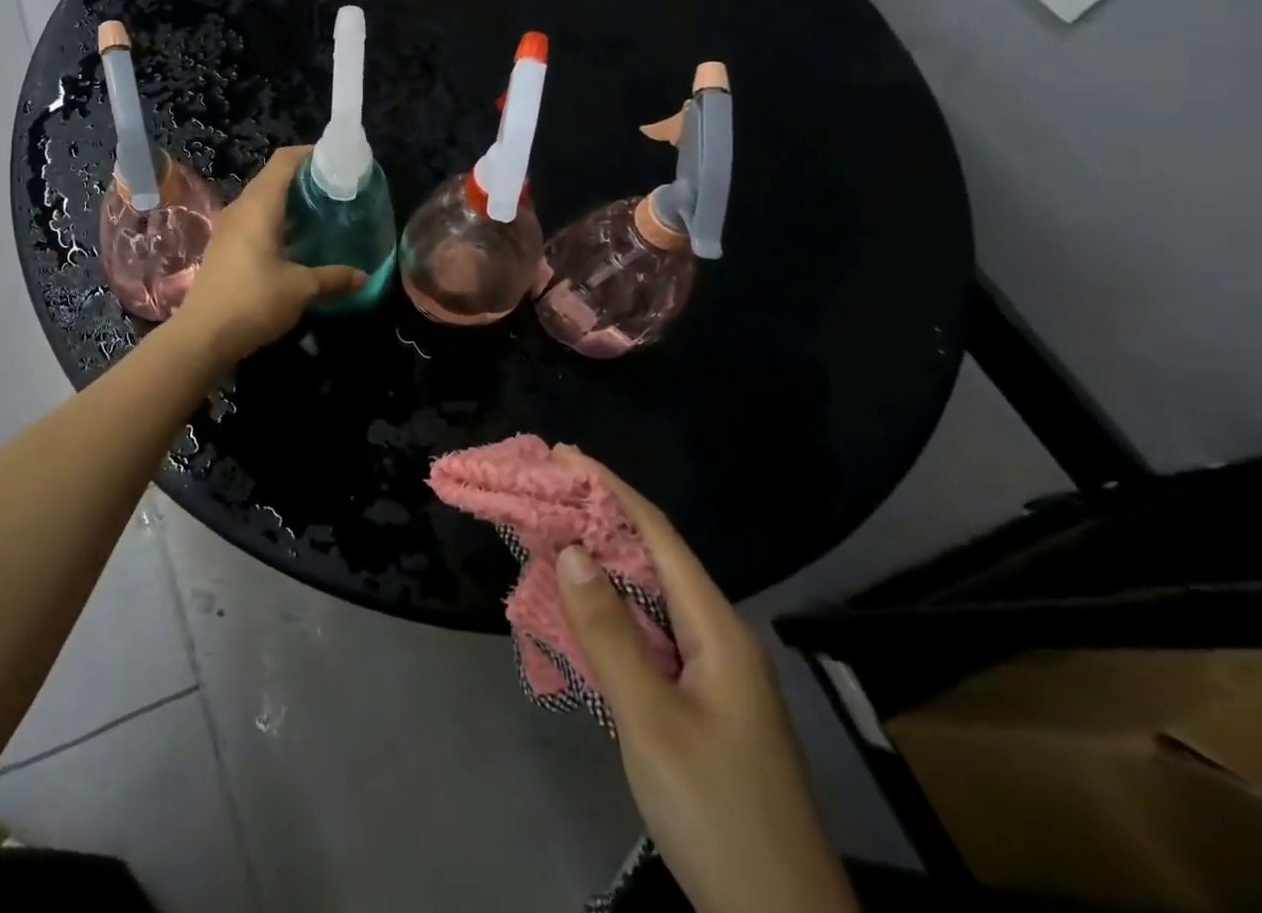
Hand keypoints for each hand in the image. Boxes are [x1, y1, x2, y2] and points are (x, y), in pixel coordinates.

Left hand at [169, 147, 365, 363]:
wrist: (202, 336)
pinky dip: (276, 220)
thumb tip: (363, 276)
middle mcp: (240, 208)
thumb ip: (333, 278)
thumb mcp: (301, 289)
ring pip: (262, 200)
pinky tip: (295, 241)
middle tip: (337, 190)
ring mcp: (228, 227)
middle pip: (273, 178)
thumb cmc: (253, 302)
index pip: (284, 160)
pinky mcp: (223, 247)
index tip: (338, 161)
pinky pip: (253, 220)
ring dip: (290, 201)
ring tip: (321, 213)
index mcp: (259, 205)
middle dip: (305, 179)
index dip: (310, 154)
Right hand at [552, 447, 858, 912]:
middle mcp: (718, 636)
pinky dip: (608, 605)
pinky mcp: (700, 700)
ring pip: (649, 594)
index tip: (564, 455)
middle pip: (654, 557)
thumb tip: (570, 549)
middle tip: (546, 487)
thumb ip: (609, 632)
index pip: (658, 535)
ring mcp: (713, 671)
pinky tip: (579, 604)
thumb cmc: (717, 811)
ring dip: (601, 559)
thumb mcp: (652, 721)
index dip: (610, 488)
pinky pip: (647, 630)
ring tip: (552, 530)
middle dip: (601, 516)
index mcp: (718, 628)